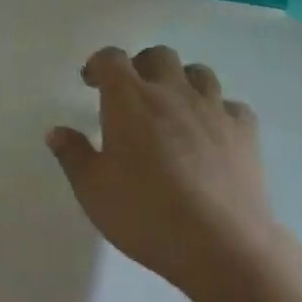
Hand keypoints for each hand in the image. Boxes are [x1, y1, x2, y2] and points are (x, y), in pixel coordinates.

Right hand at [46, 46, 272, 301]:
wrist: (221, 244)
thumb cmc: (146, 214)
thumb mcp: (93, 190)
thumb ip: (73, 155)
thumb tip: (57, 132)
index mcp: (129, 100)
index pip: (111, 59)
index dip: (98, 64)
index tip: (91, 82)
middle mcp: (172, 92)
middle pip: (158, 56)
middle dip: (141, 66)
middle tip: (131, 94)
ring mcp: (213, 109)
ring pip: (198, 73)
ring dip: (181, 82)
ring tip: (172, 108)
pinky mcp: (244, 131)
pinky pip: (231, 105)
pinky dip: (218, 112)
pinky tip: (211, 133)